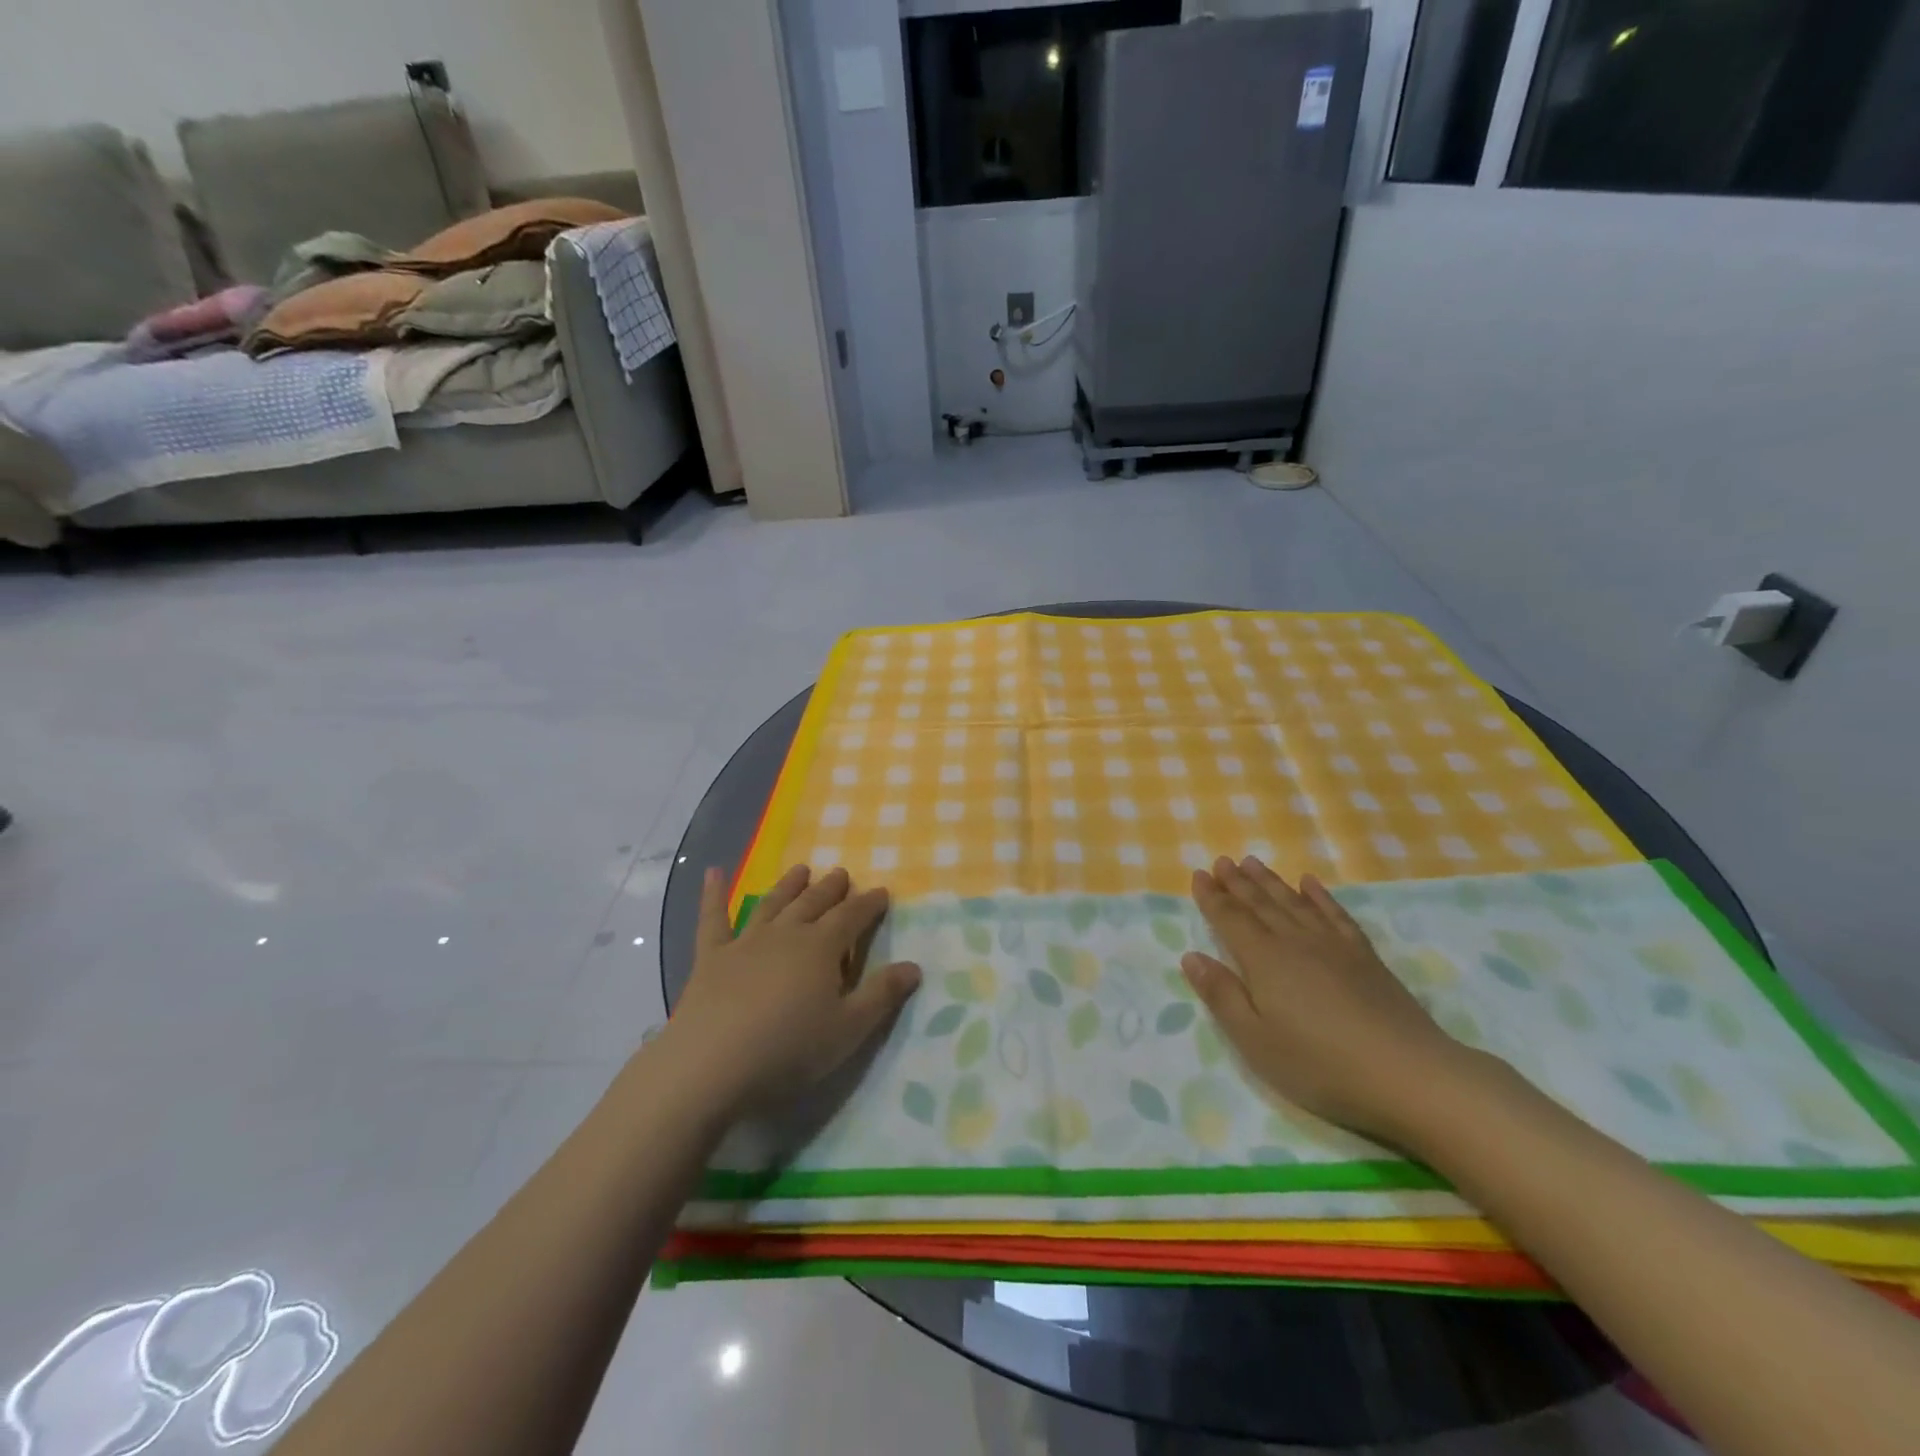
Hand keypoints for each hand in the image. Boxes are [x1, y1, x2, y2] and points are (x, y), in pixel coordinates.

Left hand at [664, 864, 921, 1118]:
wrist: (711, 1063)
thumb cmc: (789, 1049)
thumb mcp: (848, 1029)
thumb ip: (882, 995)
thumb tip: (914, 966)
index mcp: (821, 947)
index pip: (852, 917)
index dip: (869, 903)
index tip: (882, 891)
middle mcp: (786, 934)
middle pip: (814, 903)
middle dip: (831, 888)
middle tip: (841, 873)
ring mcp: (746, 942)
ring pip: (773, 904)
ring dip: (789, 886)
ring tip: (801, 869)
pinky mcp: (711, 957)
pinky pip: (713, 919)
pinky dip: (713, 894)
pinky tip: (713, 872)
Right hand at [1183, 855, 1482, 1145]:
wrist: (1409, 1075)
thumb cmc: (1321, 1065)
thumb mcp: (1256, 1041)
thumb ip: (1222, 996)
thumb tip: (1192, 957)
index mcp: (1264, 961)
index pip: (1231, 919)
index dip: (1212, 898)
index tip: (1198, 875)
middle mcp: (1295, 942)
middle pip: (1261, 904)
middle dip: (1238, 882)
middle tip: (1222, 860)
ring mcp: (1334, 946)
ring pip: (1294, 903)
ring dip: (1271, 882)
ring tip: (1253, 862)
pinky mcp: (1365, 957)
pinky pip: (1335, 914)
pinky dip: (1319, 896)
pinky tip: (1310, 883)